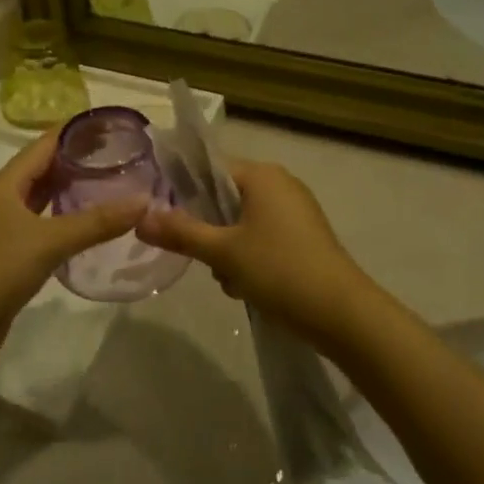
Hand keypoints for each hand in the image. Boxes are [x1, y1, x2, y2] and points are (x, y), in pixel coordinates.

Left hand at [0, 133, 146, 367]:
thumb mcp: (49, 242)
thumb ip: (96, 222)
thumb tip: (143, 202)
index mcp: (3, 185)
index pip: (43, 145)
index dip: (73, 132)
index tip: (107, 123)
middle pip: (40, 169)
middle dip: (74, 159)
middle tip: (115, 153)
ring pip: (38, 198)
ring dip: (66, 189)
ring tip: (105, 182)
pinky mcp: (2, 254)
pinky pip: (36, 224)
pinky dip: (59, 217)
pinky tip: (82, 225)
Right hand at [134, 160, 371, 342]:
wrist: (343, 315)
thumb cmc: (280, 270)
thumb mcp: (224, 252)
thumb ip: (181, 232)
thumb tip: (140, 219)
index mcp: (262, 175)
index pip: (211, 168)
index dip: (186, 190)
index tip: (169, 218)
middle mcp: (280, 183)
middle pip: (226, 196)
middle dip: (210, 229)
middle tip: (205, 259)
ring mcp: (296, 210)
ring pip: (243, 220)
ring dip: (229, 249)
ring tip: (231, 281)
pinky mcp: (305, 236)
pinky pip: (264, 235)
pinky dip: (251, 256)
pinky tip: (250, 287)